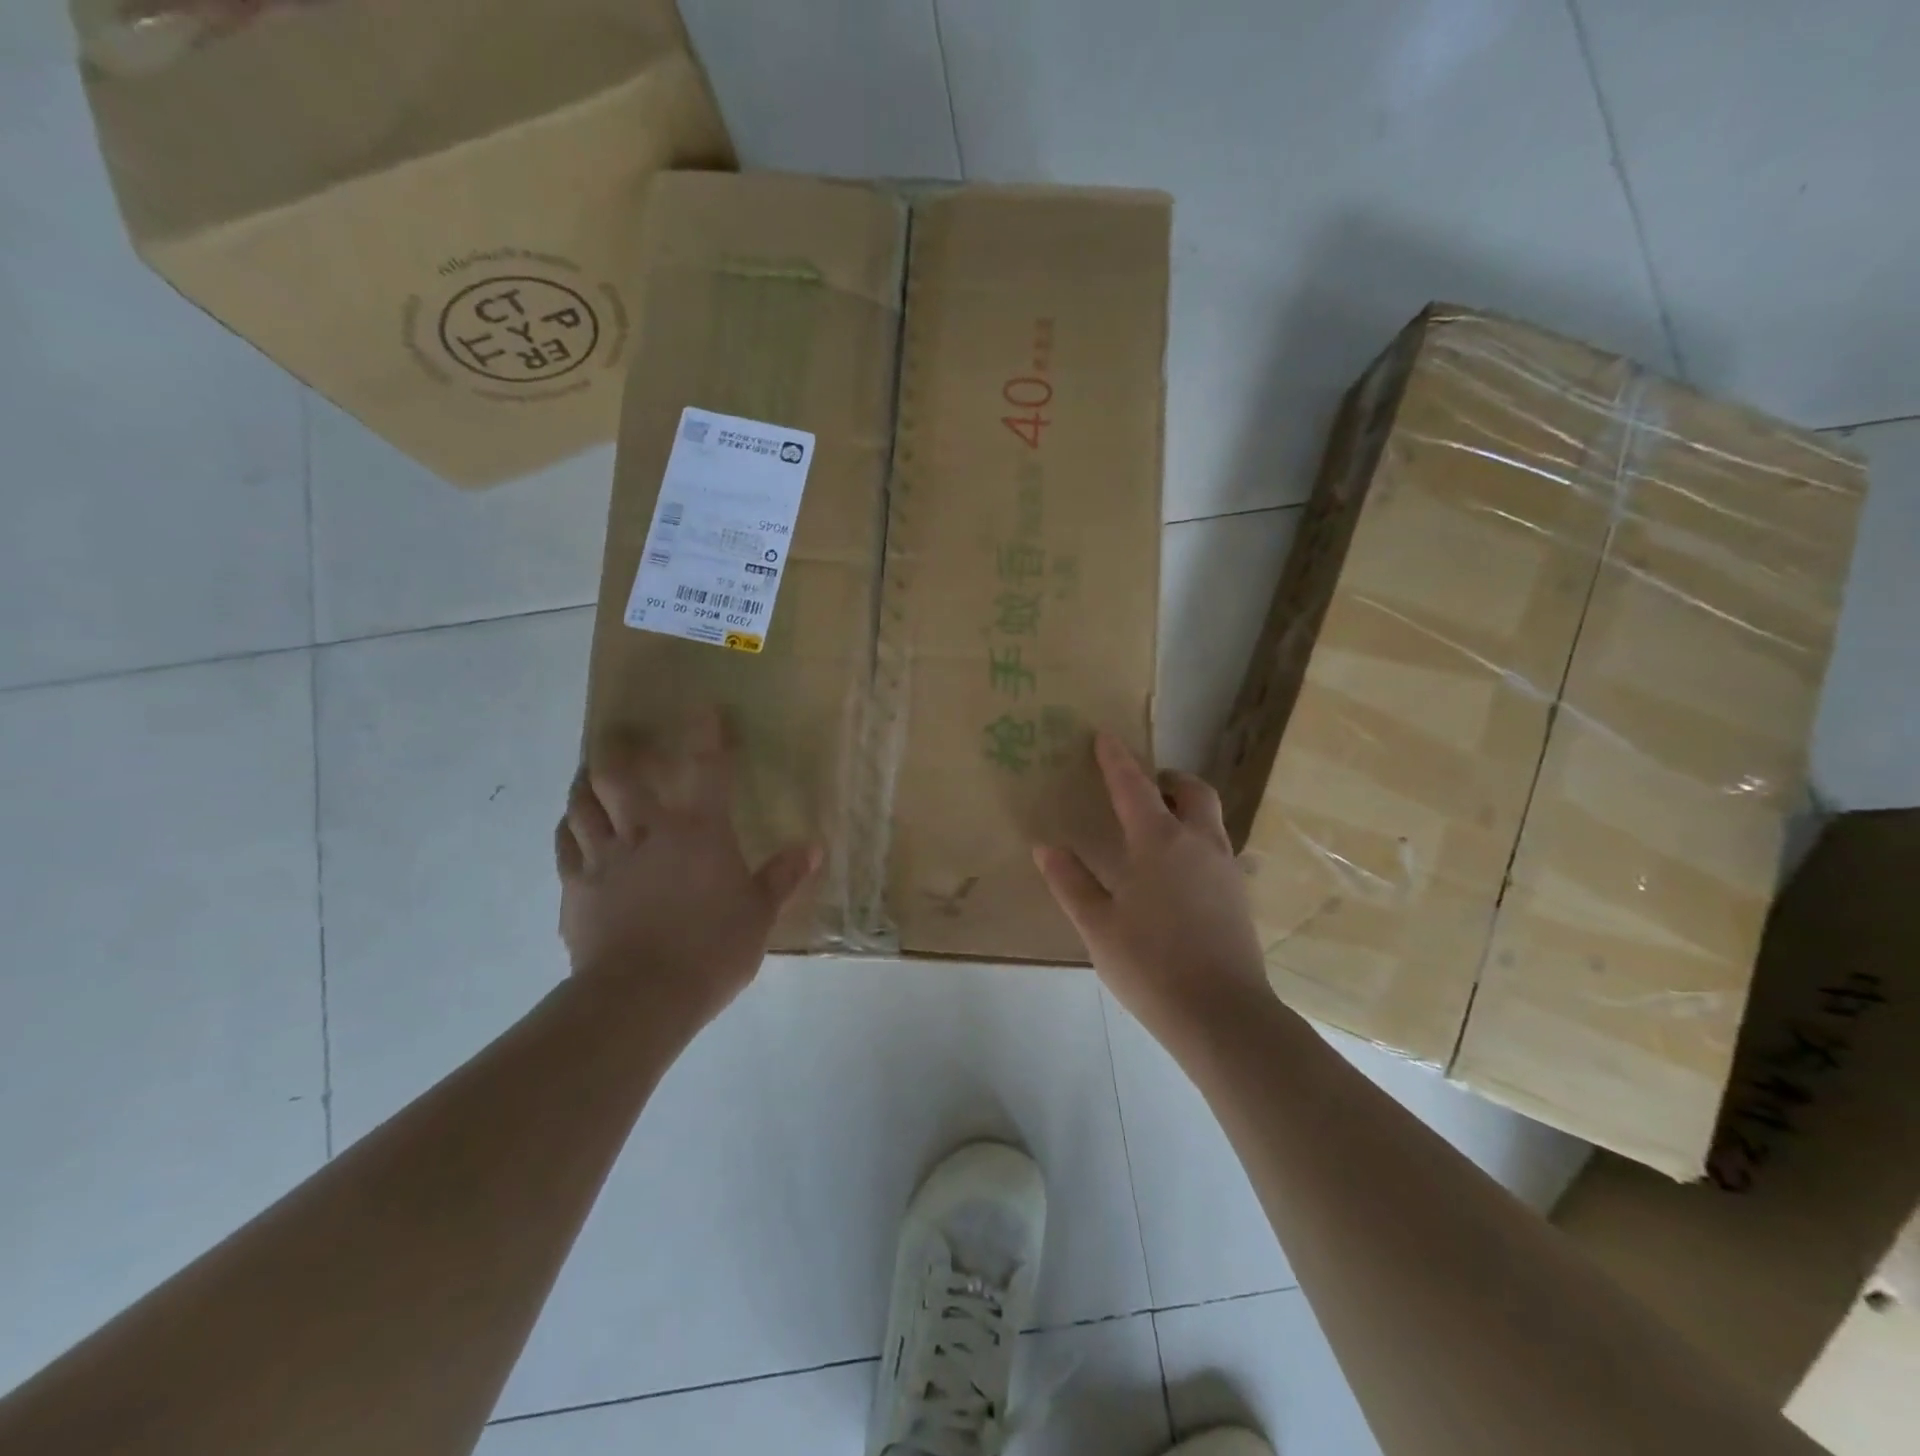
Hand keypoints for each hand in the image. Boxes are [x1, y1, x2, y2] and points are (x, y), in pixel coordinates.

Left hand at [555, 709, 819, 1027]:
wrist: (641, 997)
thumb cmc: (711, 950)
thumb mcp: (759, 915)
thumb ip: (782, 877)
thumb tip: (813, 847)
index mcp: (698, 833)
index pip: (706, 770)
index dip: (706, 735)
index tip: (704, 709)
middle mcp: (646, 832)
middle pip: (618, 775)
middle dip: (618, 749)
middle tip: (618, 736)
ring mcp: (604, 859)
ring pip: (582, 804)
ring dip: (585, 783)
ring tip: (588, 774)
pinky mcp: (575, 889)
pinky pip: (565, 846)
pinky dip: (569, 828)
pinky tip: (571, 827)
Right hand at [1034, 732, 1273, 1043]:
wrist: (1222, 1015)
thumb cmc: (1151, 965)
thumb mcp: (1098, 926)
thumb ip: (1071, 882)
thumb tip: (1046, 846)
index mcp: (1159, 842)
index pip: (1134, 786)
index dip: (1116, 759)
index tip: (1104, 737)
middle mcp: (1198, 843)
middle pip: (1192, 791)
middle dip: (1167, 779)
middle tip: (1142, 789)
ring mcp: (1225, 869)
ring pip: (1211, 818)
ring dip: (1186, 808)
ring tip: (1157, 829)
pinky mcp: (1239, 895)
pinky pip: (1218, 848)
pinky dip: (1196, 840)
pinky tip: (1177, 874)